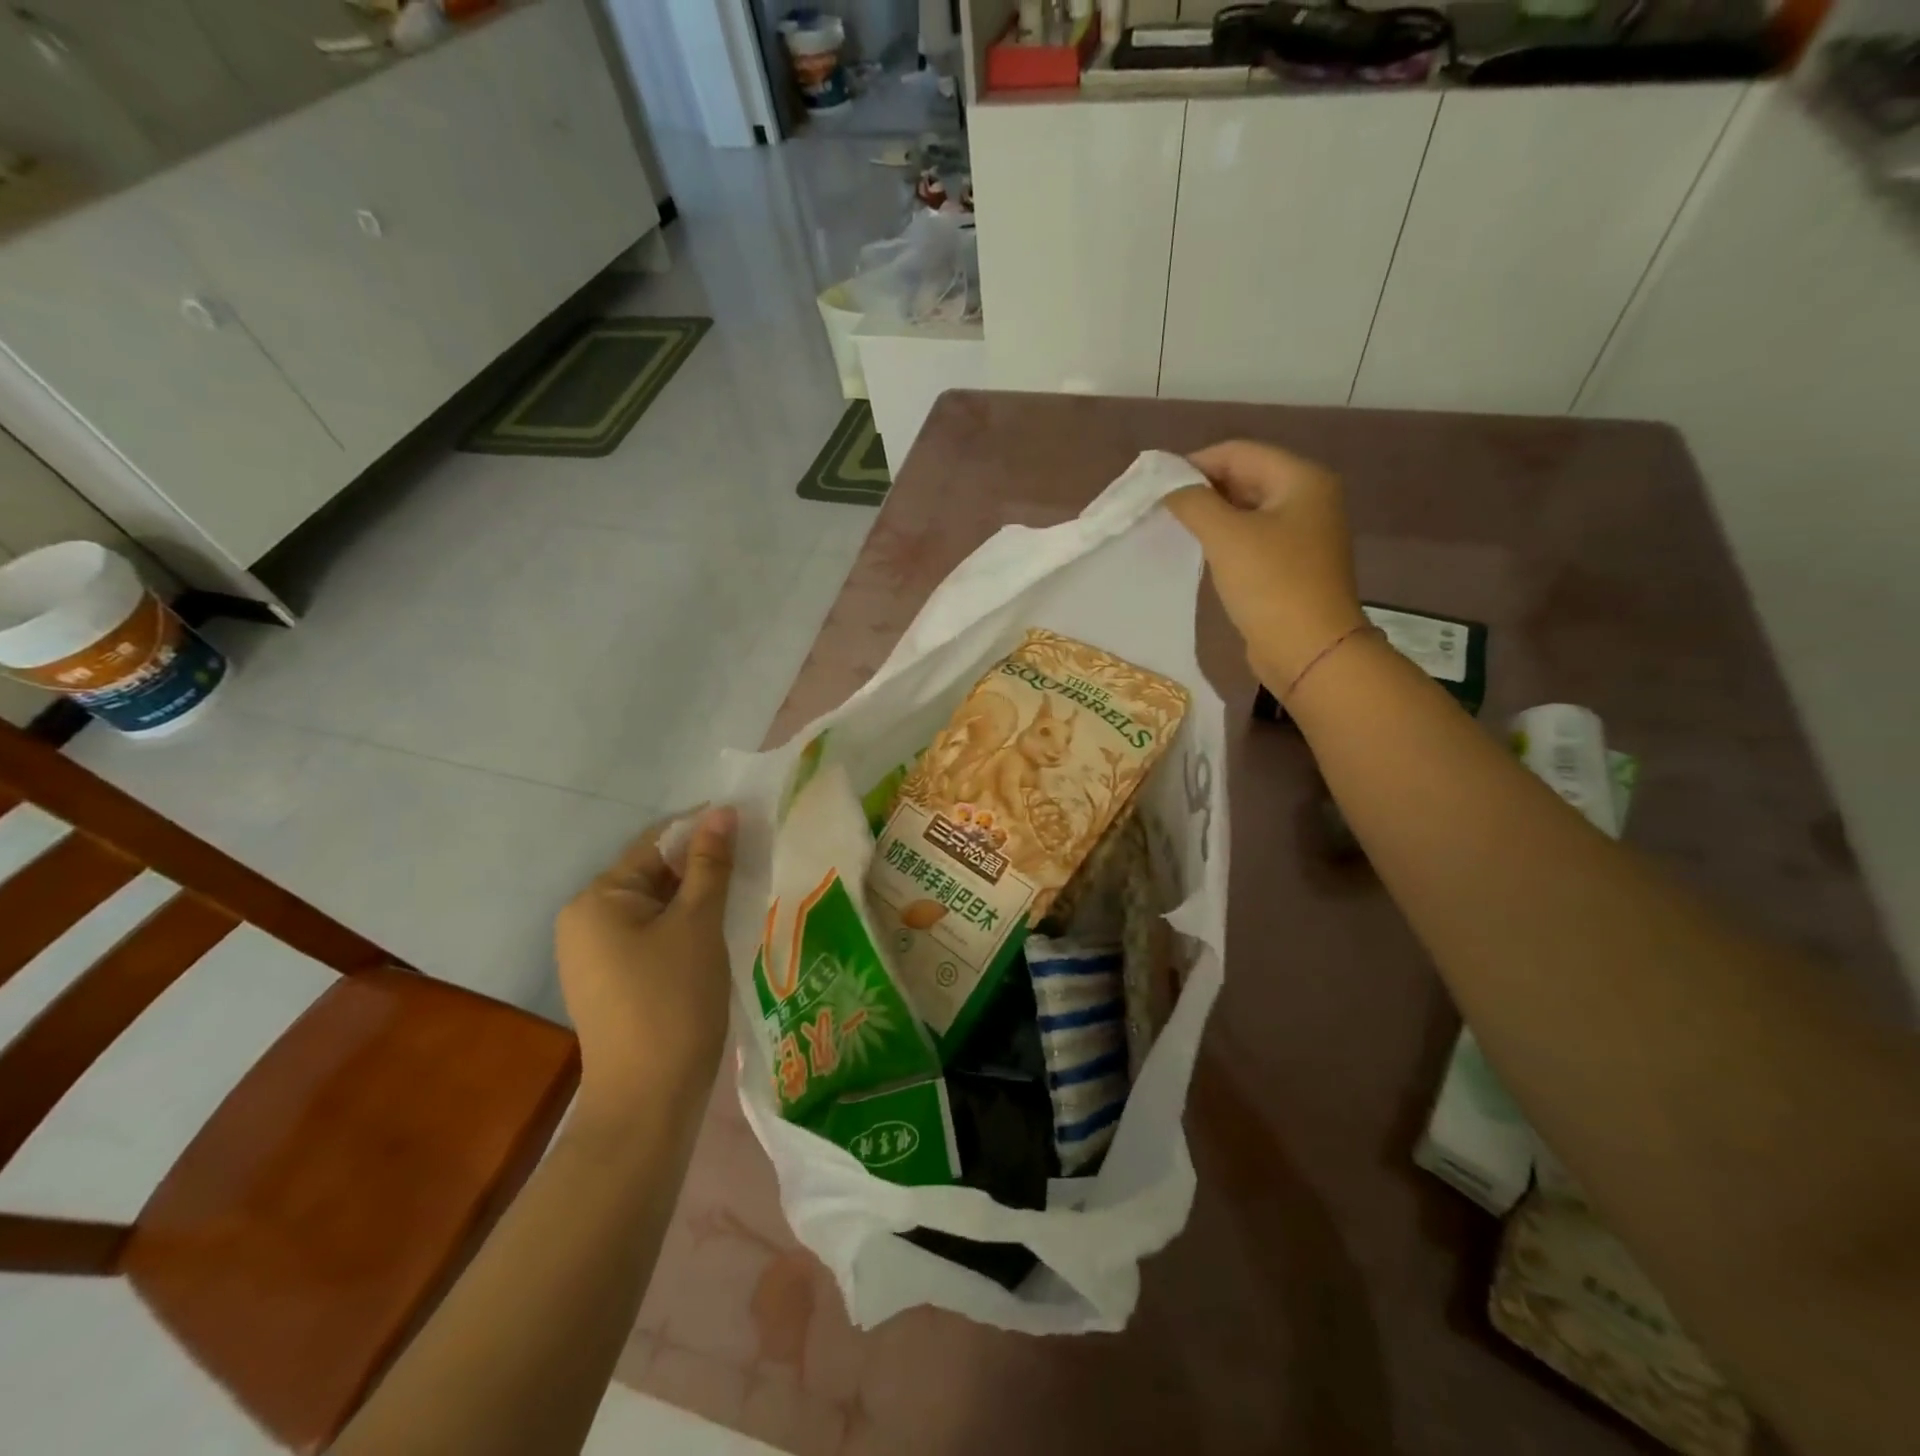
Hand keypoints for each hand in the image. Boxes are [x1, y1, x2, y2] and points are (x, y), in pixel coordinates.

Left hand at [555, 807, 736, 1119]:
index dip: (703, 831)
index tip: (750, 827)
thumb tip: (721, 811)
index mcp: (597, 899)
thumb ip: (710, 863)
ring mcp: (595, 955)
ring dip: (697, 898)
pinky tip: (720, 931)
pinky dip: (684, 927)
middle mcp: (585, 920)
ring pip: (656, 907)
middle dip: (702, 867)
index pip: (655, 843)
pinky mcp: (612, 982)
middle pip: (653, 874)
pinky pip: (651, 936)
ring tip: (745, 894)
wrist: (648, 1100)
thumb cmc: (673, 1000)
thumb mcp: (698, 923)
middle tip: (755, 863)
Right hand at [1166, 440, 1366, 694]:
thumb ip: (1192, 501)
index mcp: (1301, 479)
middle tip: (1159, 508)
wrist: (1308, 650)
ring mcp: (1303, 532)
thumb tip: (1167, 484)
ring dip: (1210, 515)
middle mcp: (1308, 498)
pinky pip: (1252, 537)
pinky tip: (1198, 551)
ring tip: (1172, 528)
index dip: (1194, 463)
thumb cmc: (1271, 584)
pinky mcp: (1292, 563)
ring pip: (1246, 509)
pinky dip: (1225, 538)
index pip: (1238, 452)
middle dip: (1201, 489)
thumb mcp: (1226, 536)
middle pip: (1244, 477)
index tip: (1154, 486)